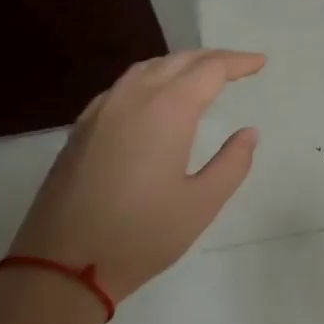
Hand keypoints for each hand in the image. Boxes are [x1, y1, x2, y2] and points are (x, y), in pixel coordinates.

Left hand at [4, 50, 265, 306]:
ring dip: (178, 64)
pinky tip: (154, 98)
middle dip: (211, 58)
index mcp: (167, 111)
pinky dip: (150, 79)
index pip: (209, 70)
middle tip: (239, 66)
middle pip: (177, 61)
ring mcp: (101, 112)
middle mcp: (132, 99)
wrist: (62, 265)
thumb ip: (232, 163)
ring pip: (145, 69)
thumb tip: (248, 133)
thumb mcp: (201, 203)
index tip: (260, 62)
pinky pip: (122, 86)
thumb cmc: (142, 235)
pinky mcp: (81, 129)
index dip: (238, 63)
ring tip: (201, 75)